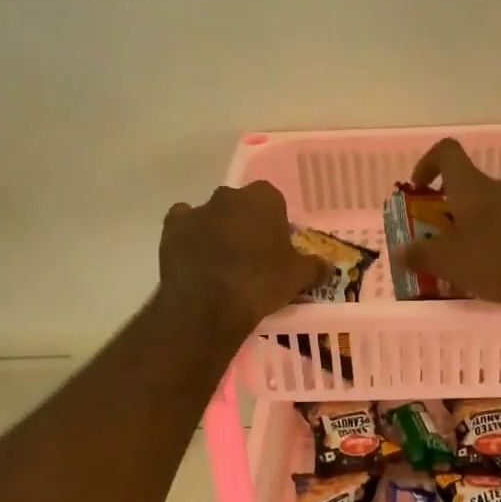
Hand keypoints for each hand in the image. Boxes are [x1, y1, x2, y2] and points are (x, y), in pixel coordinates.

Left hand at [158, 181, 328, 334]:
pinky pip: (183, 225)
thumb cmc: (261, 282)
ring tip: (222, 264)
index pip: (273, 201)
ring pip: (212, 215)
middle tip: (252, 256)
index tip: (276, 247)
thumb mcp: (298, 277)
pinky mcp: (171, 228)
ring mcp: (197, 210)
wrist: (209, 305)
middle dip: (246, 224)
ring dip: (217, 230)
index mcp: (263, 198)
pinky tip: (196, 259)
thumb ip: (315, 267)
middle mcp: (229, 196)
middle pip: (241, 206)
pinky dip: (189, 237)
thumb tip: (328, 266)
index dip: (275, 223)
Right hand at [396, 139, 500, 307]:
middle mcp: (497, 189)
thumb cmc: (497, 259)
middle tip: (432, 240)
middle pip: (465, 188)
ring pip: (485, 211)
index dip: (427, 163)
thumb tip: (399, 252)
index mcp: (471, 186)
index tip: (417, 189)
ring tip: (458, 264)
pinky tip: (488, 275)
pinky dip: (490, 245)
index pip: (446, 152)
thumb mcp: (449, 261)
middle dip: (444, 211)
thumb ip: (420, 255)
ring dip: (467, 230)